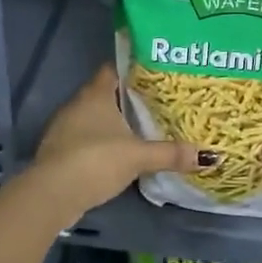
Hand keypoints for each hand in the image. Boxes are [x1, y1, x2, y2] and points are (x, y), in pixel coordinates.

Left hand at [33, 66, 211, 213]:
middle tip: (158, 101)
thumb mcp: (138, 157)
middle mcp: (77, 104)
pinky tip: (120, 152)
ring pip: (95, 117)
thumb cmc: (96, 160)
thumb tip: (210, 156)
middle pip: (106, 93)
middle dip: (129, 97)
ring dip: (114, 122)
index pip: (114, 68)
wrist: (52, 194)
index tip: (156, 72)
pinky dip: (102, 141)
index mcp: (96, 94)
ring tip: (143, 127)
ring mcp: (65, 128)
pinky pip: (86, 137)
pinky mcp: (60, 151)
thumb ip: (171, 153)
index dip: (134, 68)